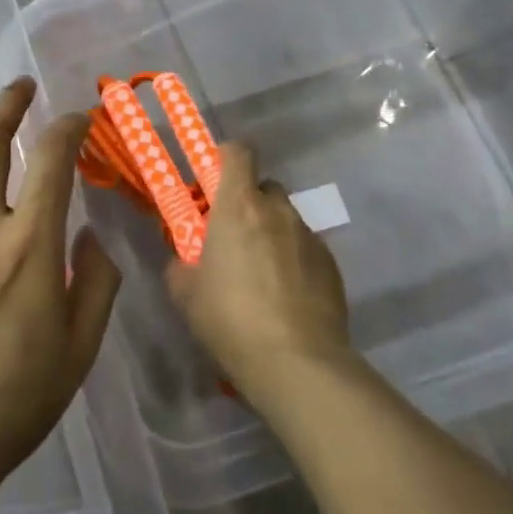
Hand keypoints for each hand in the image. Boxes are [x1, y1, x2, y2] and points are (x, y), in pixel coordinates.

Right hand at [166, 141, 352, 408]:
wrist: (295, 362)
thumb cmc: (229, 318)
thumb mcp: (184, 291)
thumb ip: (181, 262)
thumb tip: (187, 259)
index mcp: (238, 205)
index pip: (238, 151)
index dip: (225, 157)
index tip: (212, 181)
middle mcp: (278, 210)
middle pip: (263, 187)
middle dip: (248, 204)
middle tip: (232, 238)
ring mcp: (310, 236)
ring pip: (286, 220)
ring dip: (271, 235)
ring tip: (260, 277)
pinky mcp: (331, 265)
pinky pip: (305, 249)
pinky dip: (293, 261)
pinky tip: (285, 298)